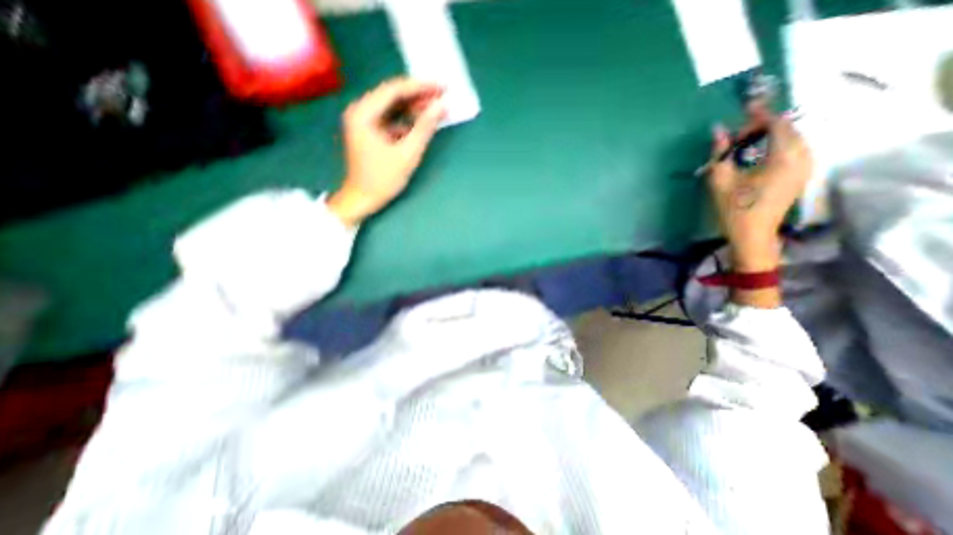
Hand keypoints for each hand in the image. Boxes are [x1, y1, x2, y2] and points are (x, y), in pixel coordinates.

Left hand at [328, 78, 446, 224]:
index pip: (395, 90)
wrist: (362, 199)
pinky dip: (407, 120)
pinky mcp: (370, 131)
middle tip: (442, 96)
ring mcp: (364, 121)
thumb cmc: (382, 179)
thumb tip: (441, 106)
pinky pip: (391, 119)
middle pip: (393, 96)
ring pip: (393, 107)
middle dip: (419, 96)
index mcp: (364, 113)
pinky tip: (422, 123)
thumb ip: (425, 128)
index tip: (442, 87)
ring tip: (436, 108)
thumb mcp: (407, 154)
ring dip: (414, 108)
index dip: (421, 87)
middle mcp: (361, 111)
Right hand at [706, 116, 810, 272]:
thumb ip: (720, 153)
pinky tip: (760, 153)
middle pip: (789, 129)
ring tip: (747, 142)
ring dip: (772, 135)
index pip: (778, 124)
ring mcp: (805, 167)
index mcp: (783, 158)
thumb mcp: (721, 180)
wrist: (753, 233)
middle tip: (739, 133)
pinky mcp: (801, 175)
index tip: (745, 108)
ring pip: (793, 139)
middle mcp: (802, 157)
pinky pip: (795, 150)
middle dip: (765, 126)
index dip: (761, 115)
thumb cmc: (734, 208)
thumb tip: (717, 131)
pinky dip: (779, 145)